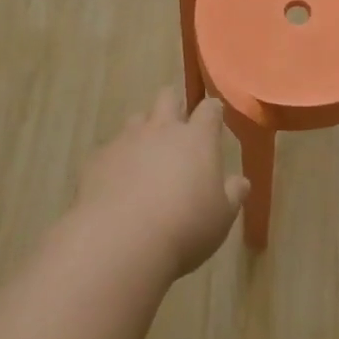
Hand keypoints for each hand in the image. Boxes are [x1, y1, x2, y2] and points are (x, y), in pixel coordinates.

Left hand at [73, 89, 248, 278]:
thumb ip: (232, 194)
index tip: (214, 120)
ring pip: (137, 119)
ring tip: (147, 157)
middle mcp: (161, 129)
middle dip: (174, 106)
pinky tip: (118, 184)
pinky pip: (110, 149)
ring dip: (144, 131)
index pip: (209, 109)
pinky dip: (118, 159)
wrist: (120, 241)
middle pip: (167, 97)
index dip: (212, 111)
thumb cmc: (185, 227)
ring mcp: (126, 141)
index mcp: (197, 139)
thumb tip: (240, 181)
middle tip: (178, 129)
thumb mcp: (222, 217)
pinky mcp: (97, 159)